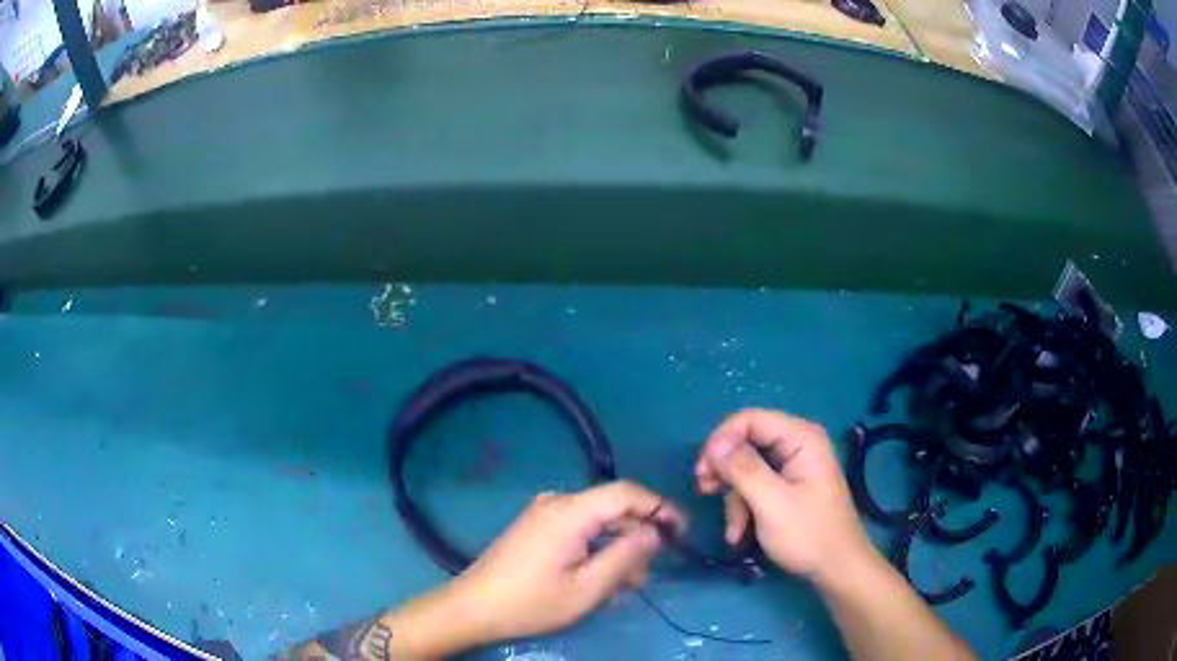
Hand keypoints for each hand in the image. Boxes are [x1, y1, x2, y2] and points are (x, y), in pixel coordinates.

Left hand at [440, 481, 683, 643]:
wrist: (472, 608)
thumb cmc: (530, 602)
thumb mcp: (587, 589)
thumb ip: (626, 557)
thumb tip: (655, 533)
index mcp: (570, 512)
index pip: (627, 492)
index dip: (660, 507)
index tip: (681, 532)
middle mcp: (557, 502)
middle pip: (613, 508)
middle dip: (637, 538)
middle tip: (645, 577)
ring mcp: (544, 513)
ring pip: (597, 522)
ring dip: (617, 549)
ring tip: (623, 586)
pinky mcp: (537, 527)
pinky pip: (579, 529)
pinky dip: (596, 549)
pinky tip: (599, 578)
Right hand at [695, 409, 874, 583]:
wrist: (836, 568)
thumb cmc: (808, 534)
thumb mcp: (772, 504)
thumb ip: (743, 470)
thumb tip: (714, 444)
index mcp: (801, 438)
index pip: (749, 419)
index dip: (721, 440)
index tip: (703, 471)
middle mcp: (797, 443)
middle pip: (746, 442)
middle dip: (725, 470)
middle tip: (704, 490)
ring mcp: (793, 465)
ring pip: (746, 468)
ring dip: (734, 499)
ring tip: (733, 530)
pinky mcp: (788, 485)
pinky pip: (756, 485)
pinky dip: (744, 508)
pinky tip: (740, 534)